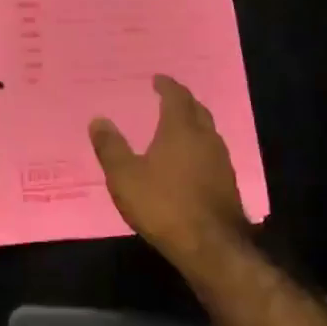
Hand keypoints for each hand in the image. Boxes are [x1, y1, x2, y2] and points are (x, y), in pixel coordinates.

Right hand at [89, 75, 253, 265]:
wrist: (211, 246)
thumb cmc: (163, 205)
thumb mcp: (124, 177)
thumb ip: (110, 147)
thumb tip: (98, 119)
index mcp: (181, 129)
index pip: (177, 97)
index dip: (167, 86)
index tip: (158, 79)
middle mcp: (206, 138)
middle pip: (197, 110)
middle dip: (183, 101)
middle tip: (169, 98)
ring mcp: (221, 162)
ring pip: (208, 132)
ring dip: (194, 124)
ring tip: (178, 127)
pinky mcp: (228, 184)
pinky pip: (212, 154)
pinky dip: (200, 147)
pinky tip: (190, 161)